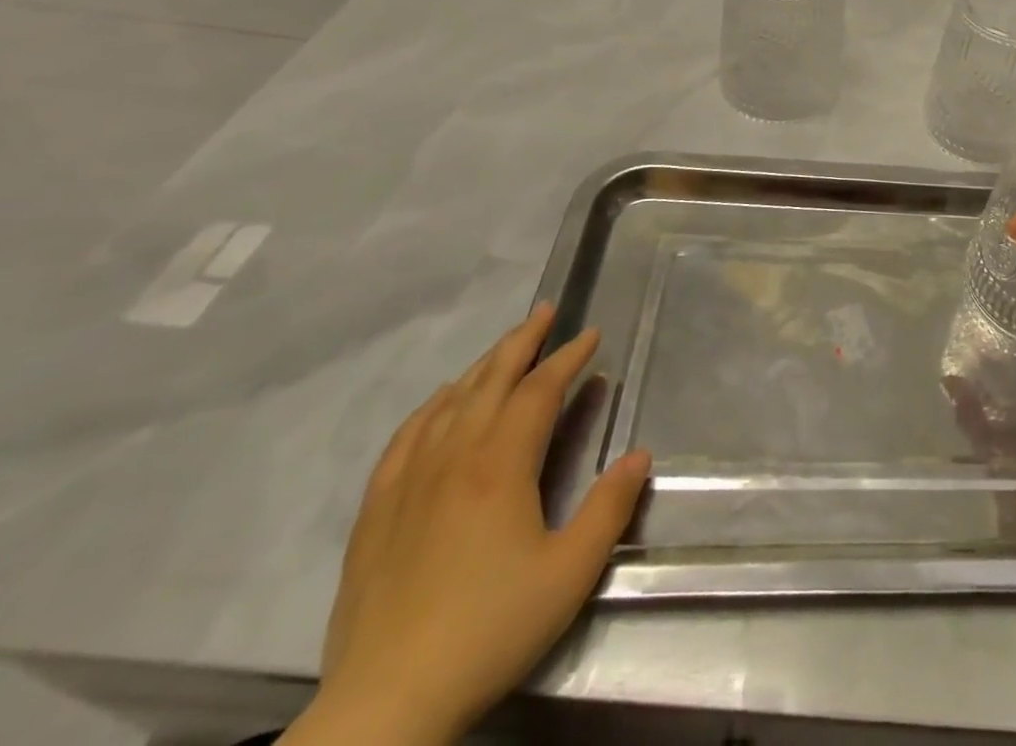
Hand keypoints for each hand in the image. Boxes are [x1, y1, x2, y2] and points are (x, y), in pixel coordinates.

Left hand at [296, 304, 650, 745]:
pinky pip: (404, 438)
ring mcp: (408, 482)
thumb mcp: (570, 573)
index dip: (568, 357)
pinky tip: (439, 402)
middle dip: (522, 341)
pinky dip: (429, 407)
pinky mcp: (375, 512)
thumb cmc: (490, 629)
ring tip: (504, 347)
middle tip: (546, 311)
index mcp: (500, 465)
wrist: (386, 705)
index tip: (591, 334)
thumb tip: (639, 455)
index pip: (539, 391)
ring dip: (481, 366)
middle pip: (490, 380)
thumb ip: (609, 508)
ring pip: (448, 402)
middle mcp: (453, 458)